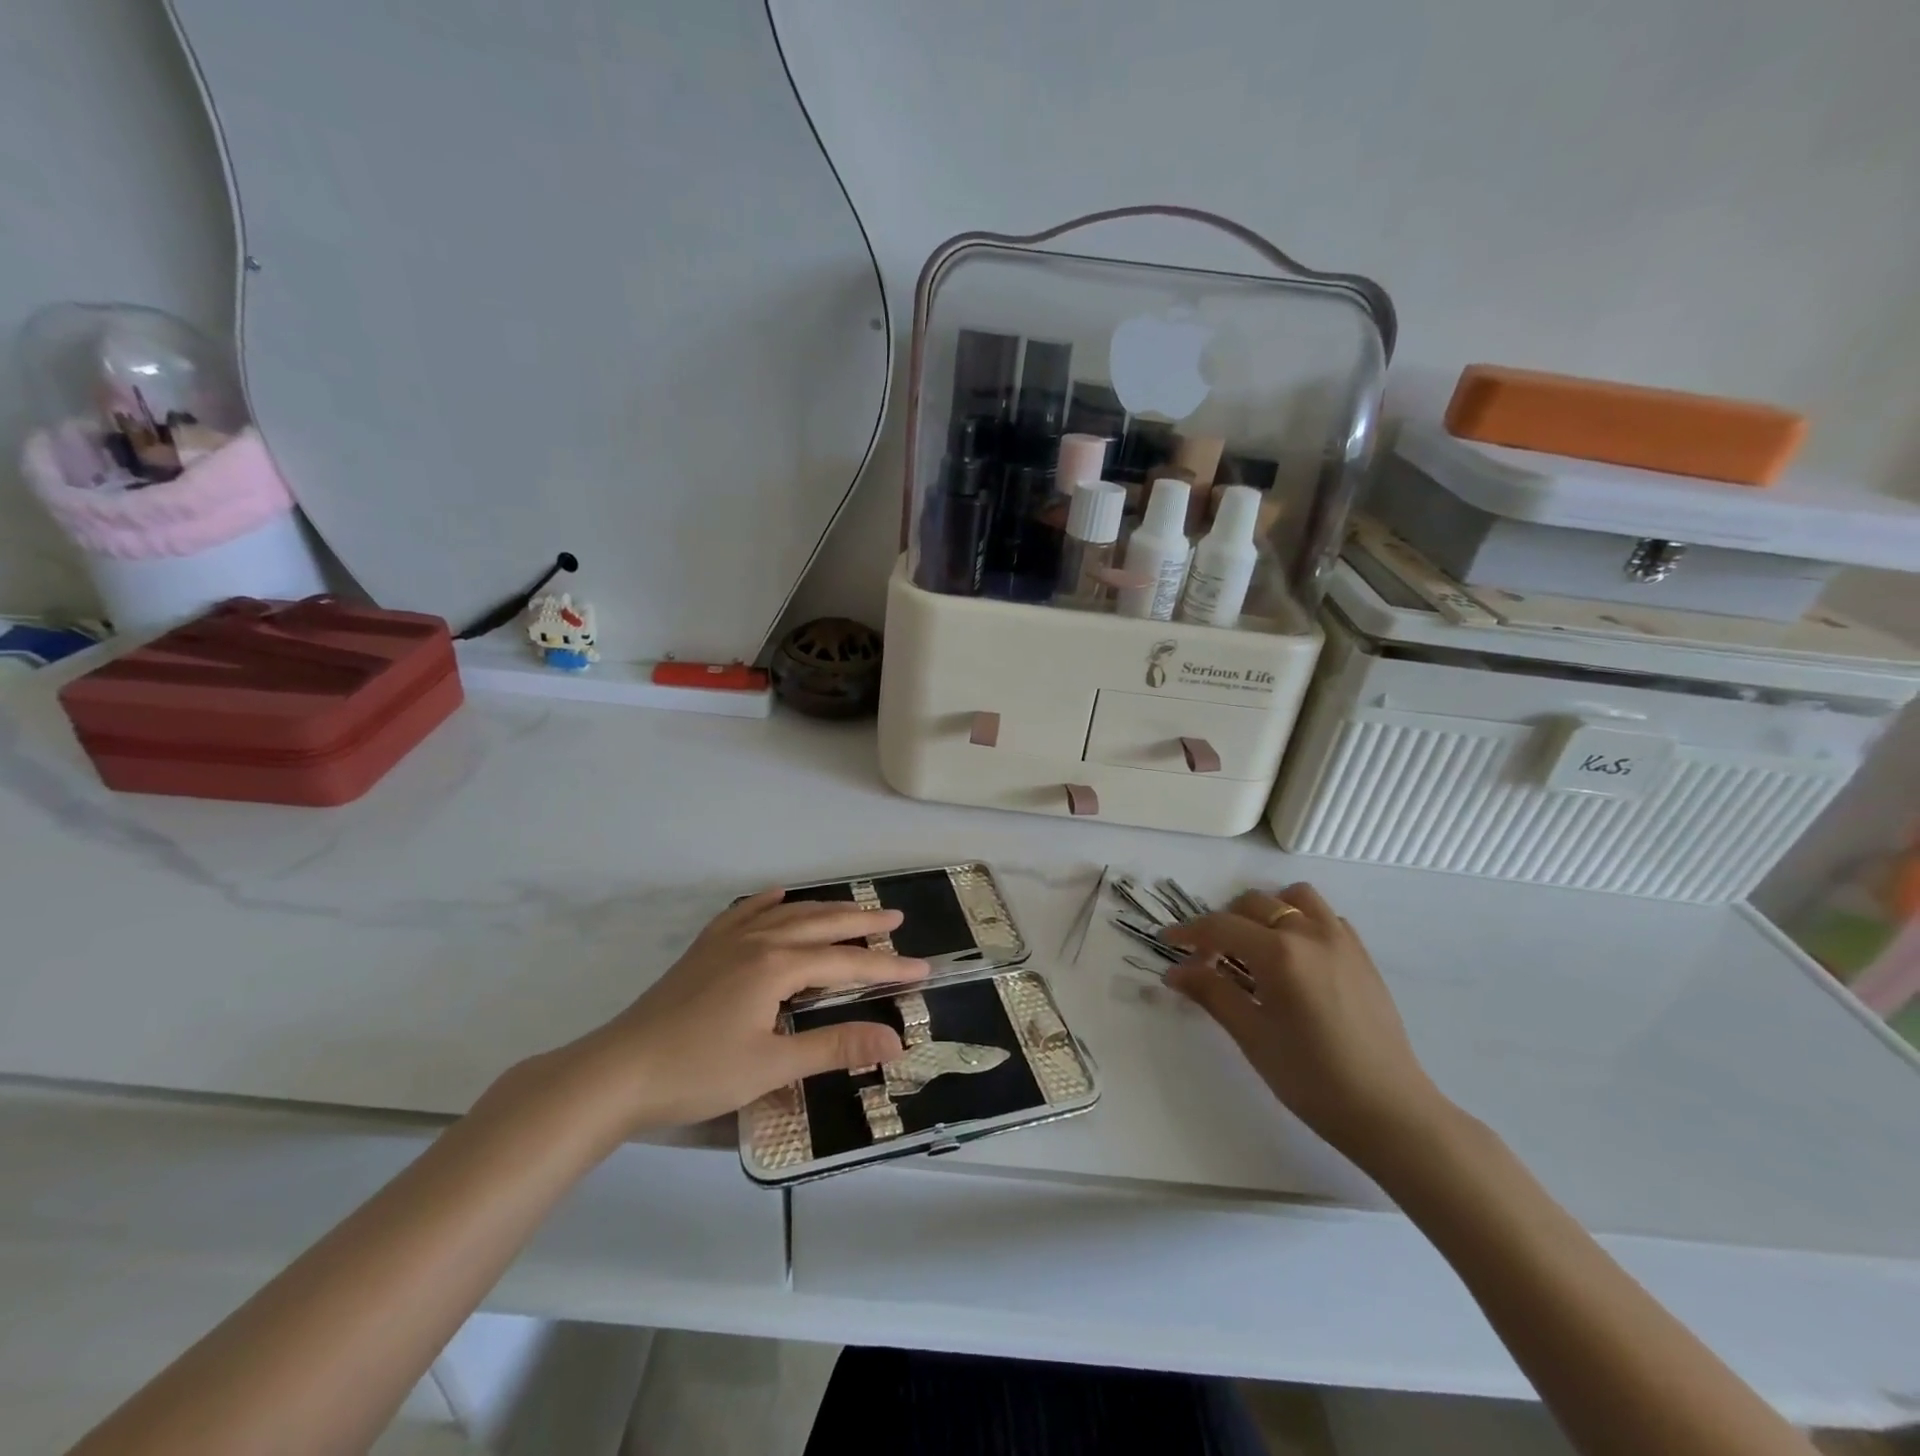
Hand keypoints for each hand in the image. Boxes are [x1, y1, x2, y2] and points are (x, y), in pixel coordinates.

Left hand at [562, 890, 929, 1131]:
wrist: (617, 1072)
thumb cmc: (697, 1071)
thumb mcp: (772, 1065)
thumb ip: (834, 1047)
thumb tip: (895, 1040)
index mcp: (777, 965)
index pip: (846, 962)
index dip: (887, 967)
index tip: (923, 969)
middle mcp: (757, 941)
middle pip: (821, 924)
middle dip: (861, 923)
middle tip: (896, 919)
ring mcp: (727, 941)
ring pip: (787, 915)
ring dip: (823, 910)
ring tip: (851, 909)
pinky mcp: (704, 951)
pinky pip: (744, 913)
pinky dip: (767, 903)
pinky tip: (777, 896)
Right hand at [1164, 883, 1453, 1173]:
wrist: (1390, 1111)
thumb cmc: (1312, 1079)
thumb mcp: (1252, 1036)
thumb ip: (1212, 993)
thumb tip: (1175, 971)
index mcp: (1280, 953)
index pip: (1220, 926)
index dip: (1188, 932)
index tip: (1166, 942)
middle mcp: (1311, 933)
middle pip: (1254, 903)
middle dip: (1223, 924)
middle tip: (1209, 960)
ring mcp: (1341, 940)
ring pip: (1294, 898)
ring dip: (1267, 911)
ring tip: (1254, 947)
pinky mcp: (1361, 955)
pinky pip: (1325, 917)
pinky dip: (1301, 922)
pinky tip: (1294, 958)